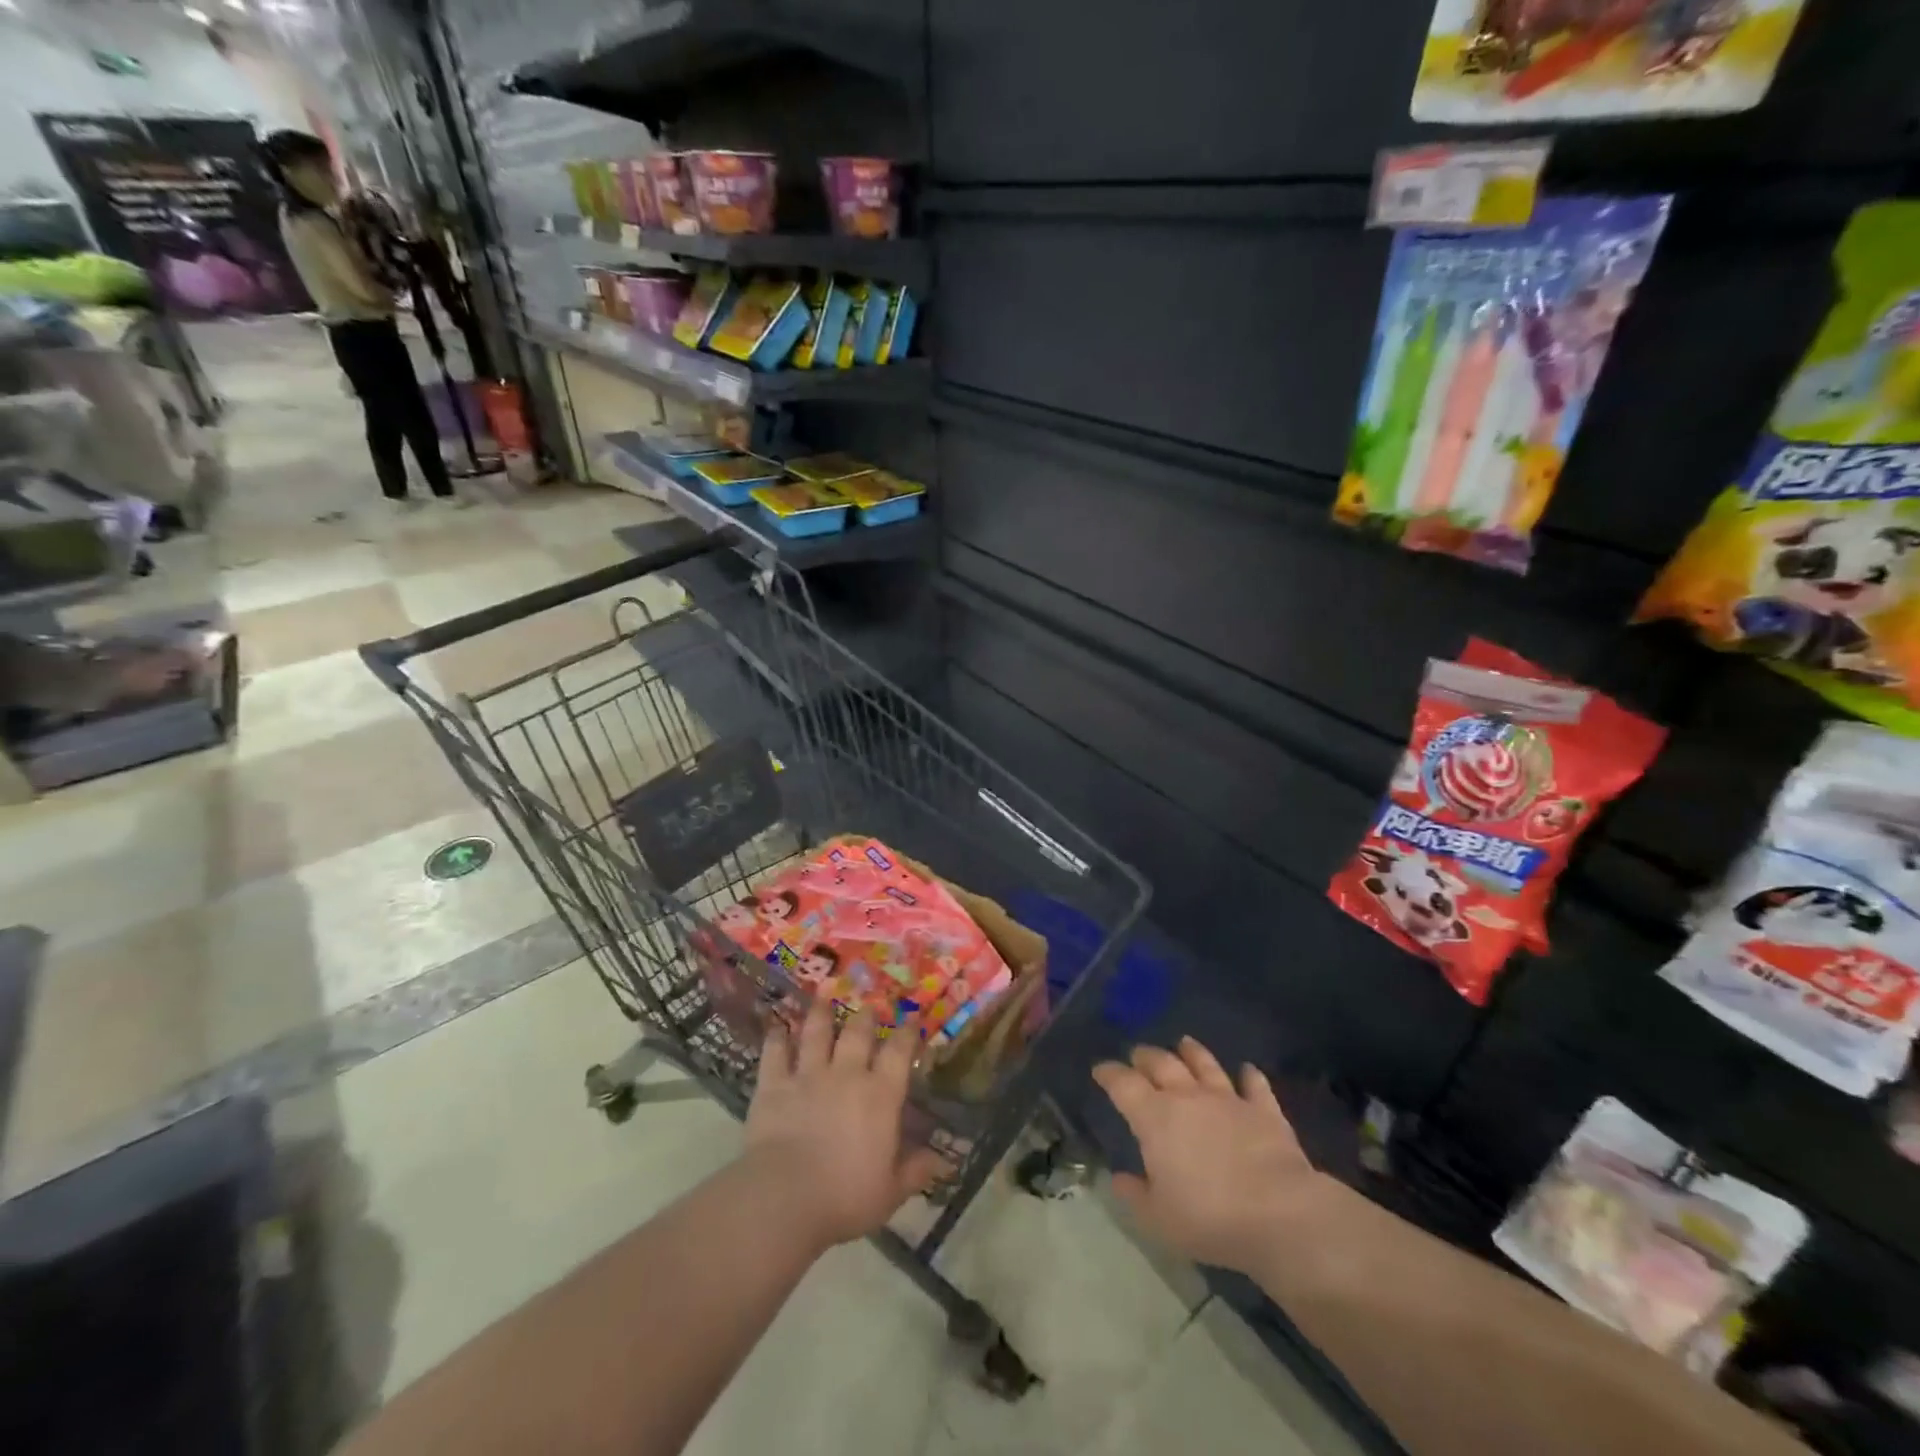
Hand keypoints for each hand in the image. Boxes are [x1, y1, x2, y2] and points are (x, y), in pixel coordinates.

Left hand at [745, 1000, 947, 1250]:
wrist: (786, 1197)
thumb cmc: (845, 1196)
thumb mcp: (890, 1192)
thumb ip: (915, 1172)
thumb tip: (943, 1162)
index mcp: (880, 1095)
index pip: (899, 1053)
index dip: (907, 1034)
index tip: (912, 1020)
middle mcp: (846, 1074)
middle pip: (858, 1033)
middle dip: (865, 1016)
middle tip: (868, 1004)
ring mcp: (808, 1075)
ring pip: (816, 1033)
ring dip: (820, 1012)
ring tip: (823, 994)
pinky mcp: (774, 1085)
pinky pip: (775, 1053)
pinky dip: (776, 1038)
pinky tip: (776, 1026)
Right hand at [1094, 1037, 1328, 1274]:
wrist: (1279, 1213)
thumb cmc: (1209, 1218)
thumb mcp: (1158, 1218)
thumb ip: (1135, 1195)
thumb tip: (1118, 1178)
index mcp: (1154, 1117)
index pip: (1123, 1085)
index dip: (1109, 1073)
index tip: (1100, 1070)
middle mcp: (1188, 1097)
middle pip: (1162, 1064)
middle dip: (1146, 1056)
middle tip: (1138, 1054)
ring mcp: (1228, 1100)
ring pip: (1205, 1065)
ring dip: (1193, 1052)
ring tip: (1184, 1042)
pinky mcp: (1265, 1111)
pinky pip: (1255, 1086)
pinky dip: (1250, 1076)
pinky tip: (1248, 1070)